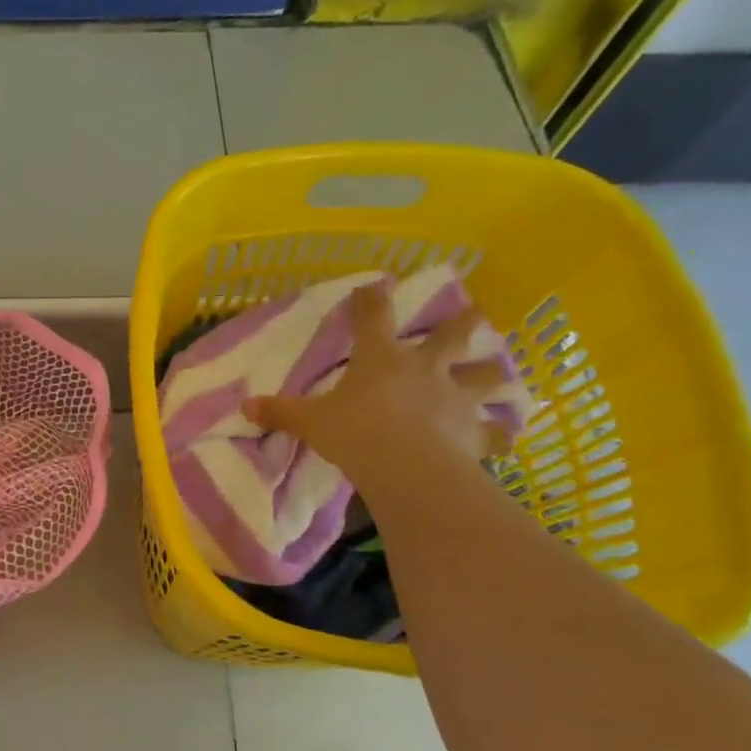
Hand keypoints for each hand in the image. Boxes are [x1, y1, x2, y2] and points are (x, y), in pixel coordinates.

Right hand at [243, 278, 513, 482]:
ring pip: (486, 376)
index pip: (374, 317)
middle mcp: (425, 368)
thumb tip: (245, 406)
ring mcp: (455, 397)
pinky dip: (499, 435)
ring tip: (500, 373)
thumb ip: (281, 412)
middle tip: (479, 312)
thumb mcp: (310, 422)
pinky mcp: (473, 432)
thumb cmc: (355, 432)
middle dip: (464, 322)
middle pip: (452, 335)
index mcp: (381, 358)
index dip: (372, 299)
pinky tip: (506, 437)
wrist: (405, 466)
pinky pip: (494, 433)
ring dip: (493, 373)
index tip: (375, 285)